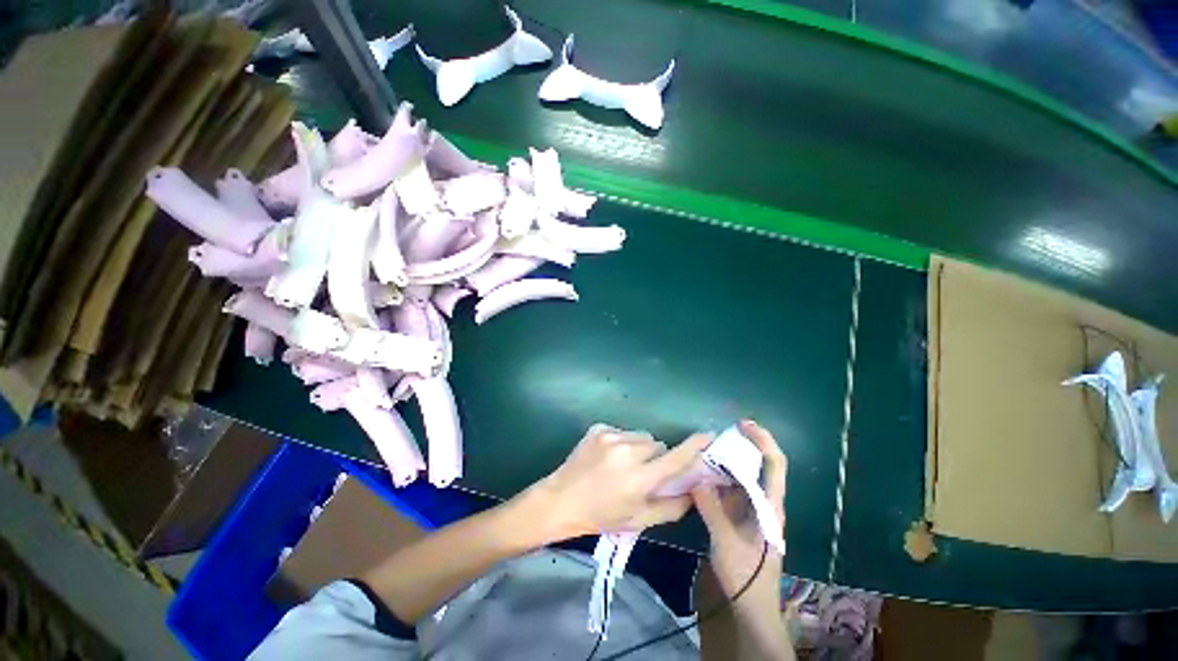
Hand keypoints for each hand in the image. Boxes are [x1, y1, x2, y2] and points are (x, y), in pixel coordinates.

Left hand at [526, 424, 710, 541]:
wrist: (560, 500)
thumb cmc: (600, 516)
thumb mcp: (637, 520)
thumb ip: (671, 507)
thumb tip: (693, 490)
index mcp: (639, 478)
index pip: (675, 458)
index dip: (694, 446)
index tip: (709, 435)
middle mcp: (627, 451)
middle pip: (657, 444)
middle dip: (656, 457)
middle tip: (643, 473)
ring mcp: (610, 436)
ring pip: (641, 436)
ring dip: (640, 448)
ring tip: (623, 464)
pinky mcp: (598, 428)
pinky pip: (622, 431)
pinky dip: (622, 442)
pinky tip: (607, 457)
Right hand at [692, 420, 786, 599]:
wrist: (750, 606)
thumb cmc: (746, 574)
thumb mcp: (726, 540)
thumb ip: (710, 507)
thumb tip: (695, 478)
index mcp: (770, 505)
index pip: (775, 464)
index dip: (763, 440)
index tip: (744, 424)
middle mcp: (763, 502)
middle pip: (758, 465)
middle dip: (740, 446)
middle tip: (716, 435)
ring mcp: (751, 509)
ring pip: (741, 476)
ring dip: (725, 462)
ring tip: (704, 452)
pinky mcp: (738, 516)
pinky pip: (728, 489)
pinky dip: (716, 478)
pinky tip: (700, 475)